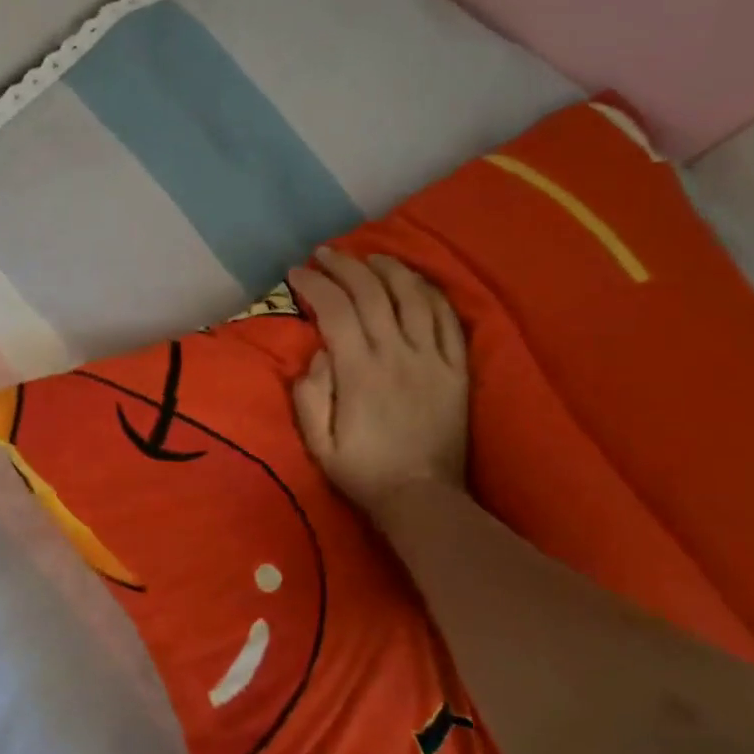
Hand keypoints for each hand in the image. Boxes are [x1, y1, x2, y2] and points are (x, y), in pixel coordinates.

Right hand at [288, 248, 470, 517]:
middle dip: (344, 265)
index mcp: (359, 371)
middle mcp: (397, 354)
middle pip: (371, 292)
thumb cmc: (363, 471)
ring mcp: (432, 358)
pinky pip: (448, 318)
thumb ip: (310, 394)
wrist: (423, 499)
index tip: (296, 273)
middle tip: (325, 254)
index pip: (335, 309)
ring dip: (389, 268)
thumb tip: (319, 353)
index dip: (314, 284)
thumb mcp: (318, 443)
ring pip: (413, 295)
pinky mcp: (457, 368)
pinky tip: (415, 281)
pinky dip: (430, 292)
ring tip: (370, 257)